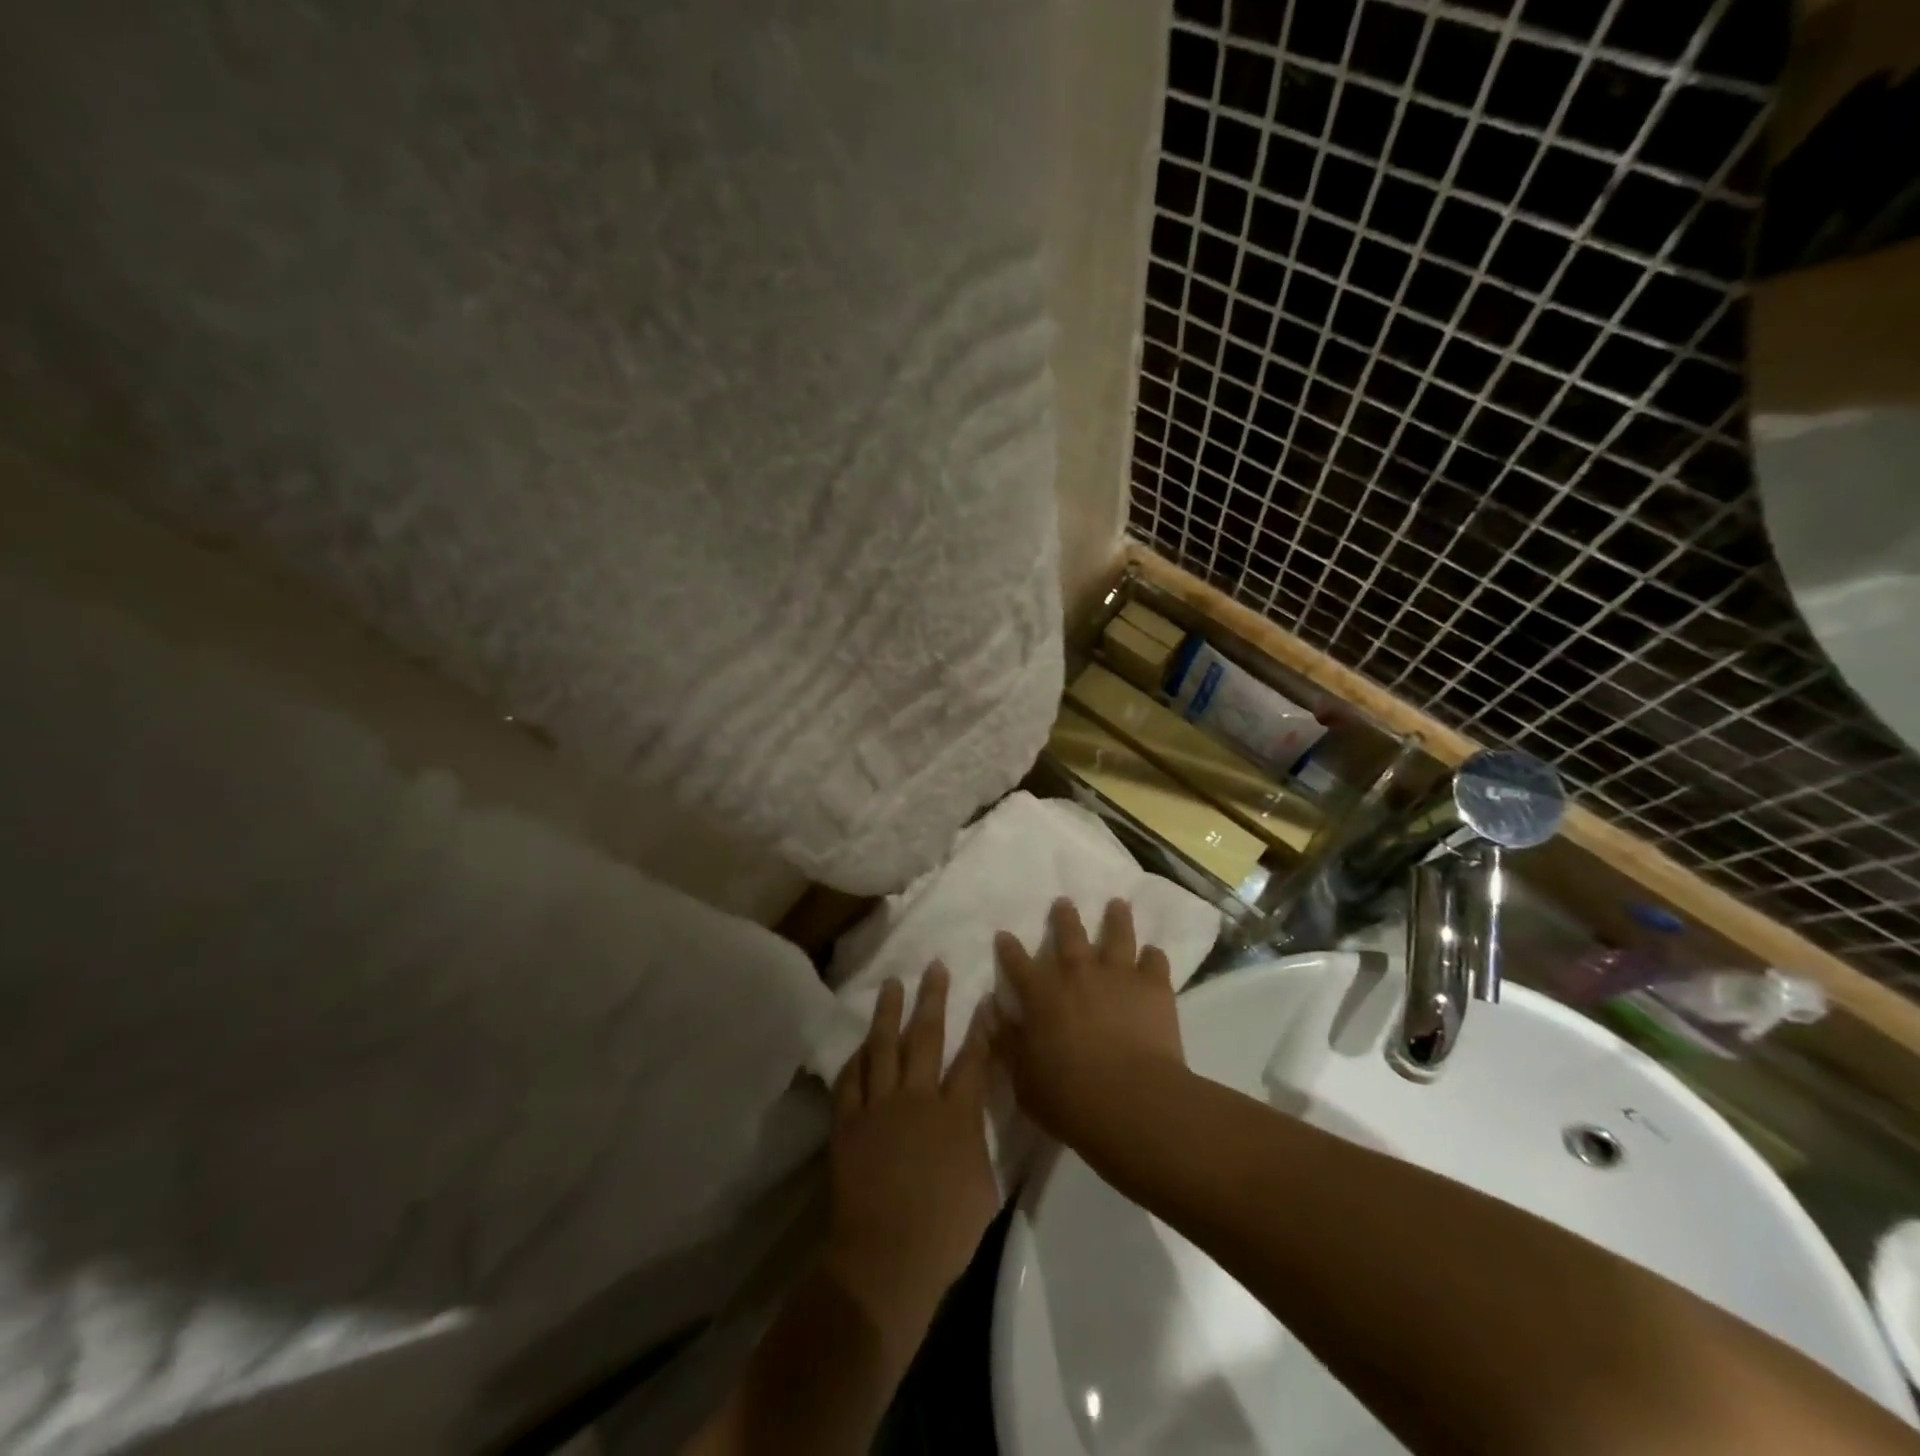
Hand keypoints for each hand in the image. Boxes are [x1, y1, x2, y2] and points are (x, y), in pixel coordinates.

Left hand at [824, 966, 997, 1357]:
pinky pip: (850, 1079)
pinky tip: (860, 1044)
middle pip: (926, 1037)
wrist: (885, 1260)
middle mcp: (918, 1098)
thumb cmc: (945, 1233)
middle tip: (934, 967)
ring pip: (883, 1047)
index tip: (984, 999)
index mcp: (956, 1114)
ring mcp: (879, 1107)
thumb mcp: (984, 1188)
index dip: (981, 1028)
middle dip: (933, 999)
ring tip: (892, 984)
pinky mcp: (848, 1122)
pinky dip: (856, 1058)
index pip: (973, 1060)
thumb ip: (979, 1144)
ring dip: (889, 1012)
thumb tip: (974, 1119)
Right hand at [991, 898, 1185, 1156]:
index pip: (1017, 964)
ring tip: (1117, 904)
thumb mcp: (1023, 1076)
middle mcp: (1077, 973)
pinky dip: (1153, 956)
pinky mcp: (1153, 986)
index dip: (1008, 949)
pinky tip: (1153, 952)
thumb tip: (992, 1009)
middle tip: (1064, 902)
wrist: (1131, 1100)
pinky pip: (1155, 961)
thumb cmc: (1068, 1097)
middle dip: (1064, 917)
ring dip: (1116, 919)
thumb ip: (1007, 1039)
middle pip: (1068, 935)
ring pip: (1116, 935)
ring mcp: (1117, 975)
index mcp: (1041, 994)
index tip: (1004, 934)